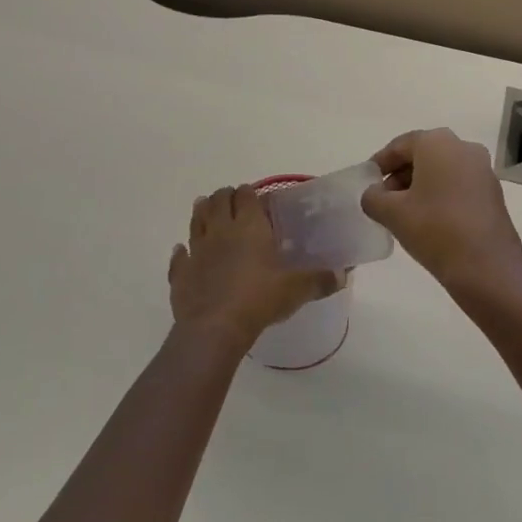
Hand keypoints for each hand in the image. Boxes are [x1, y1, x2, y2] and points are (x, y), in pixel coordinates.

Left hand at [169, 185, 341, 353]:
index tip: (256, 199)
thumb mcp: (297, 290)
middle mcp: (221, 230)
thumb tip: (342, 275)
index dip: (250, 193)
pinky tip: (183, 251)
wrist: (215, 327)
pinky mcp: (181, 272)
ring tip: (206, 210)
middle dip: (226, 197)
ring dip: (202, 212)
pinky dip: (182, 251)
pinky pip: (179, 255)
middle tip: (234, 203)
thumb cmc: (259, 299)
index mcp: (249, 226)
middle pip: (219, 200)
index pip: (246, 195)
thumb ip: (320, 280)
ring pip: (196, 219)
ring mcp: (197, 249)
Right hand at [361, 129, 521, 287]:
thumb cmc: (435, 230)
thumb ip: (373, 197)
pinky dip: (440, 194)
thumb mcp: (391, 213)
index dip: (380, 162)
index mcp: (438, 143)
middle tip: (383, 199)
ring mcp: (483, 170)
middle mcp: (464, 147)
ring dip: (420, 186)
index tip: (367, 182)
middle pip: (423, 155)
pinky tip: (429, 220)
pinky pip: (458, 184)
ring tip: (403, 213)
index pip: (400, 145)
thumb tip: (374, 194)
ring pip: (442, 170)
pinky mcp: (493, 193)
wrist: (487, 268)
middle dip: (400, 175)